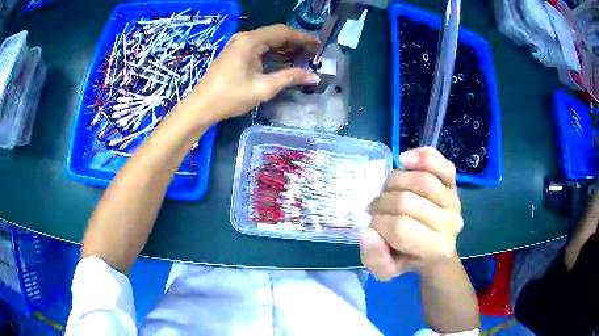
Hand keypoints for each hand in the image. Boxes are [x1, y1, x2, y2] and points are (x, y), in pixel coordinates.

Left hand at [185, 24, 319, 123]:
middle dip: (296, 42)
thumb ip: (290, 78)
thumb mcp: (263, 88)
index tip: (318, 46)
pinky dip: (274, 52)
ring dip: (285, 47)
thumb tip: (314, 77)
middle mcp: (244, 38)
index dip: (303, 38)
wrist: (201, 106)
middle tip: (313, 53)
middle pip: (276, 34)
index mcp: (250, 41)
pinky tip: (284, 60)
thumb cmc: (230, 96)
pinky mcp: (236, 52)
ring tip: (303, 57)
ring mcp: (238, 44)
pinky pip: (259, 47)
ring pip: (268, 40)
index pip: (283, 32)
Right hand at [360, 147, 462, 280]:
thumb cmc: (409, 258)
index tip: (373, 227)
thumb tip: (366, 232)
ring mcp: (454, 200)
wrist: (436, 247)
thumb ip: (374, 258)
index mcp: (435, 248)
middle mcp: (450, 223)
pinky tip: (405, 161)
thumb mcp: (386, 270)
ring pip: (420, 180)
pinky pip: (440, 163)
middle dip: (382, 203)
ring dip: (393, 182)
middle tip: (376, 209)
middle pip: (406, 201)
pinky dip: (422, 157)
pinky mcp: (453, 183)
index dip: (379, 224)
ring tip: (387, 192)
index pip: (400, 228)